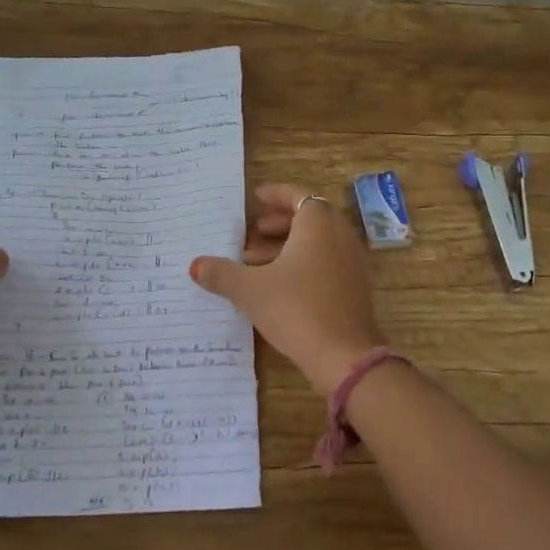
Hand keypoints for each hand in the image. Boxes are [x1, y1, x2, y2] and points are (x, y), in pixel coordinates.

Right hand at [190, 184, 386, 395]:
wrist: (344, 355)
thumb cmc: (296, 309)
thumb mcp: (250, 290)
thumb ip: (221, 274)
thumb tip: (195, 265)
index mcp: (318, 225)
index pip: (298, 196)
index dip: (276, 195)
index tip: (256, 197)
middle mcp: (340, 237)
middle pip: (309, 218)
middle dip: (279, 222)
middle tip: (253, 231)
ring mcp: (351, 263)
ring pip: (317, 243)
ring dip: (287, 246)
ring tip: (254, 263)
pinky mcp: (354, 288)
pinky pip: (326, 263)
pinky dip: (303, 264)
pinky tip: (277, 286)